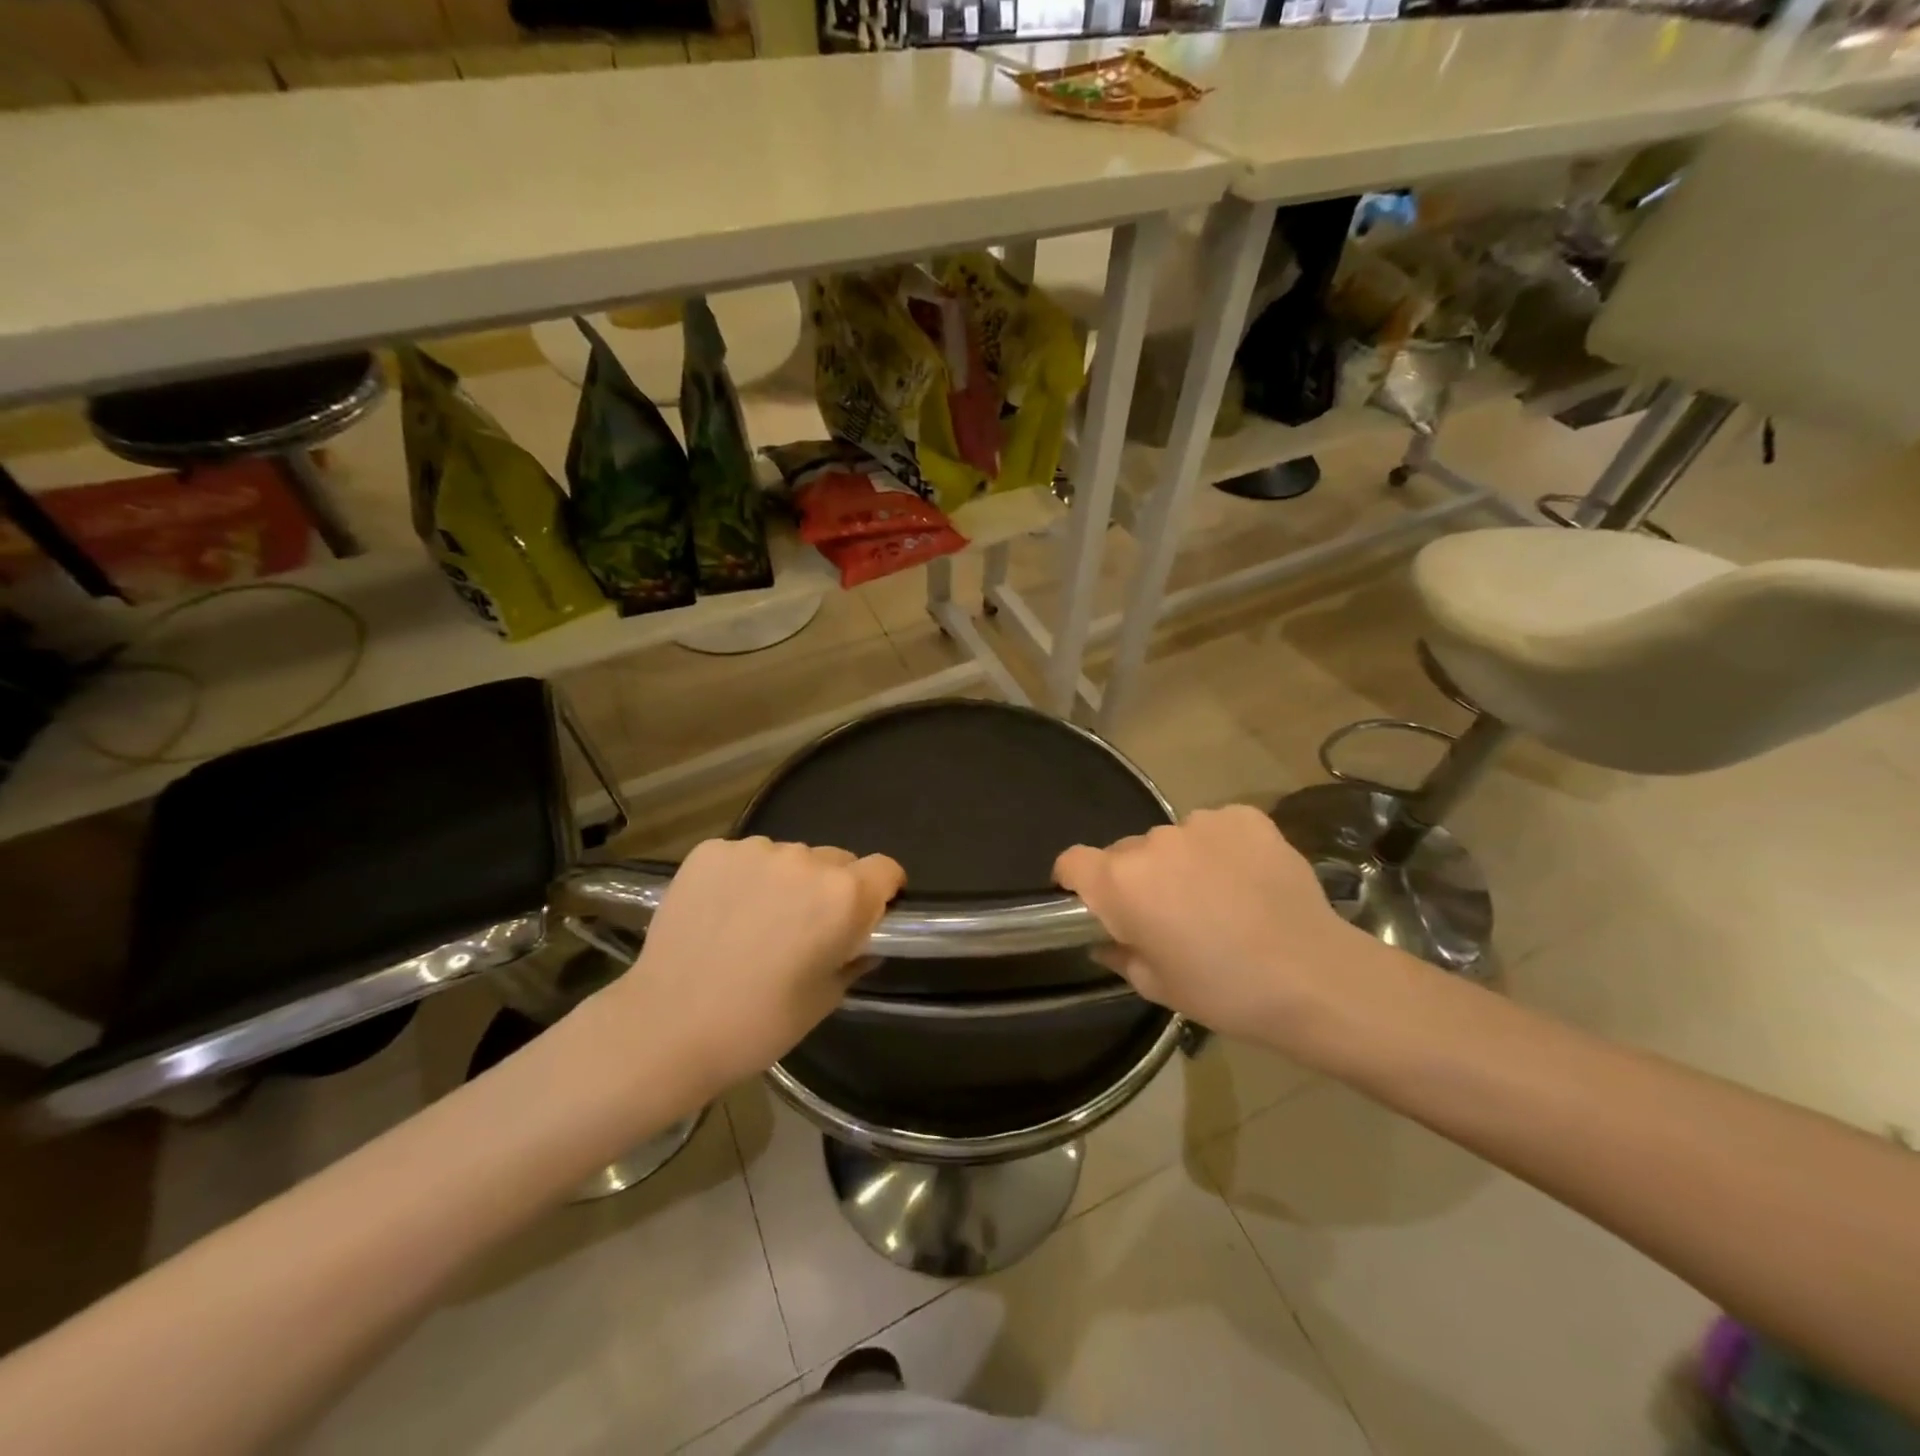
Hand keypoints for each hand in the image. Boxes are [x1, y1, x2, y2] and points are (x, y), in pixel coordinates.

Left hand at [600, 837, 903, 1094]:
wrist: (666, 1026)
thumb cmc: (758, 1024)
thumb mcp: (824, 999)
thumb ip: (854, 959)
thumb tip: (863, 944)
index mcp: (843, 895)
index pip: (886, 868)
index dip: (883, 890)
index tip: (868, 913)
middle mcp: (805, 860)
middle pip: (836, 860)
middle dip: (830, 888)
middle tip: (804, 927)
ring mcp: (754, 850)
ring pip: (788, 857)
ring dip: (784, 881)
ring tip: (755, 922)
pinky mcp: (711, 851)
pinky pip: (744, 857)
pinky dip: (743, 878)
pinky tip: (722, 913)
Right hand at [1054, 804, 1388, 1051]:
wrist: (1314, 978)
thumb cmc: (1224, 990)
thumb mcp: (1157, 986)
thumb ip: (1119, 954)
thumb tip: (1106, 940)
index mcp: (1121, 882)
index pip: (1072, 861)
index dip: (1075, 881)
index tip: (1092, 903)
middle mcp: (1152, 842)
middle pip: (1126, 852)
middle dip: (1137, 878)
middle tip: (1169, 913)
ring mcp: (1201, 823)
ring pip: (1172, 840)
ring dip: (1181, 862)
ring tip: (1218, 898)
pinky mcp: (1244, 817)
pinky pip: (1215, 828)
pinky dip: (1220, 849)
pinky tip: (1247, 880)